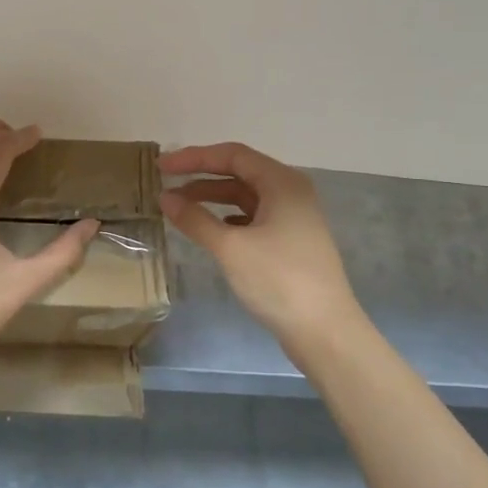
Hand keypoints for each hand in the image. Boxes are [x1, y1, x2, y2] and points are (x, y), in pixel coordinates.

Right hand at [159, 142, 364, 353]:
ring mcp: (294, 218)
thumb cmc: (279, 280)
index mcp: (282, 183)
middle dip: (201, 177)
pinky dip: (228, 218)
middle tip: (166, 184)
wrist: (325, 331)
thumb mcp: (231, 247)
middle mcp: (291, 192)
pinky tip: (210, 229)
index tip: (161, 167)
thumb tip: (165, 197)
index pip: (232, 156)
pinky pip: (253, 218)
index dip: (194, 158)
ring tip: (179, 207)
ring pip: (246, 197)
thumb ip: (195, 219)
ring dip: (213, 198)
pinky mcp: (291, 242)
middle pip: (240, 172)